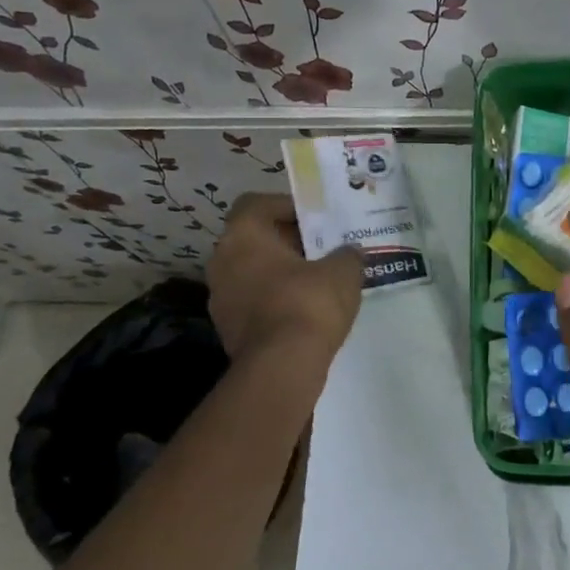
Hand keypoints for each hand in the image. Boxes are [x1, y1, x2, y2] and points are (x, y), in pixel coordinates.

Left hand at [207, 193, 363, 362]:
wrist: (282, 366)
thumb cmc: (308, 303)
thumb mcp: (343, 271)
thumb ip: (347, 255)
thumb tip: (349, 252)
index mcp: (242, 236)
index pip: (256, 204)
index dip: (286, 205)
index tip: (315, 219)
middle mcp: (221, 262)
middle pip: (255, 239)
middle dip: (288, 242)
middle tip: (323, 249)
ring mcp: (220, 299)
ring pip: (253, 273)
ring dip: (281, 274)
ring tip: (318, 282)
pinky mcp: (228, 330)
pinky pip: (255, 302)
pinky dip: (276, 301)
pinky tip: (306, 312)